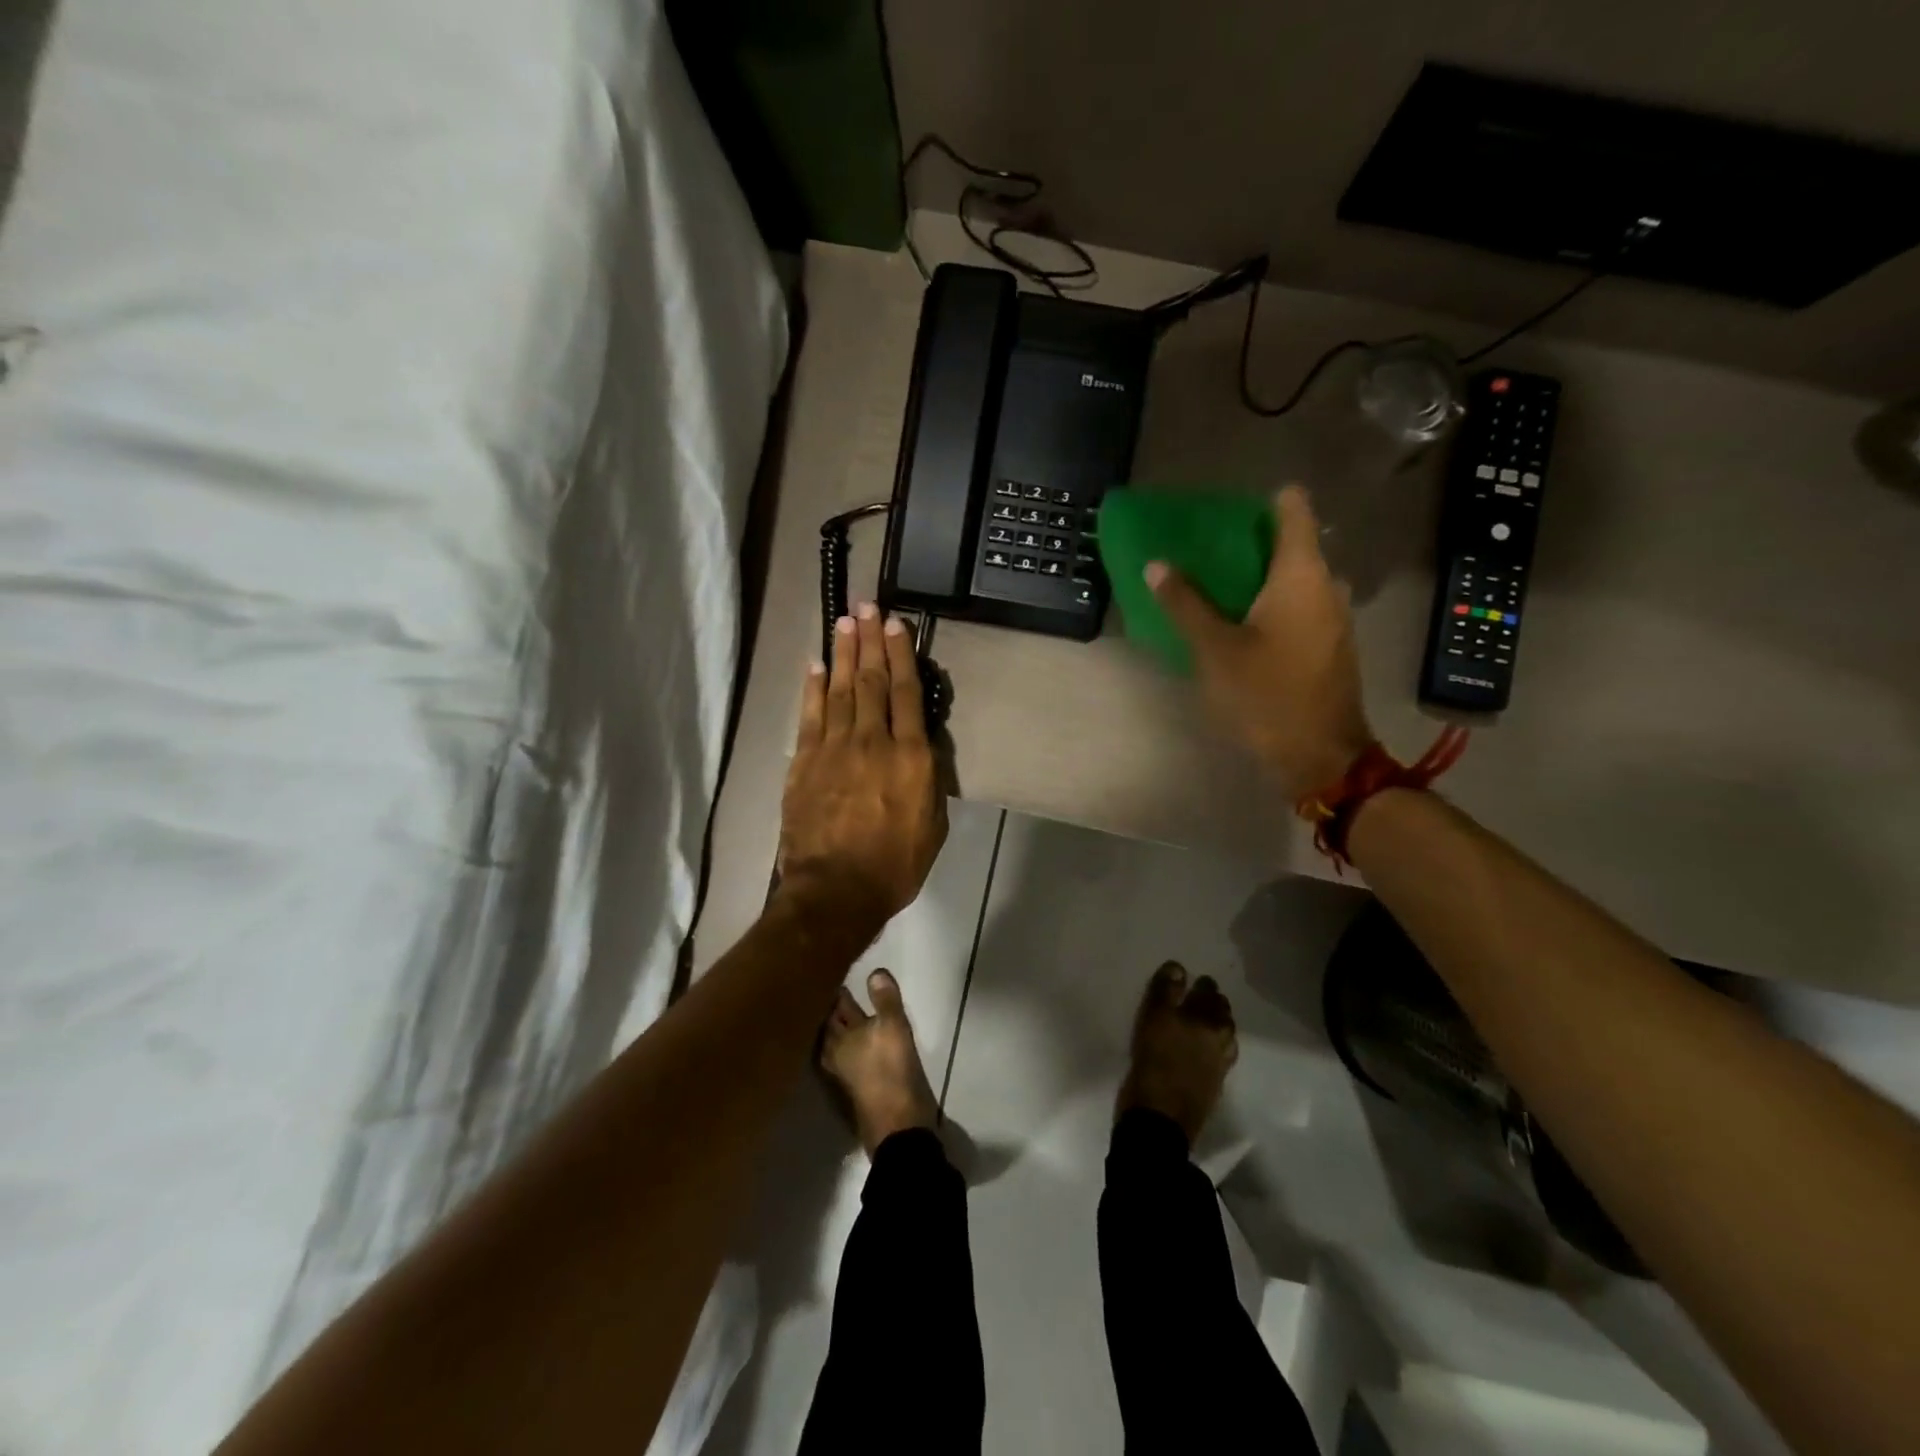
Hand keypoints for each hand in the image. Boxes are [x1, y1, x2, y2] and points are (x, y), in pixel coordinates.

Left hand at [779, 603, 946, 933]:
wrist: (835, 891)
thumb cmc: (894, 865)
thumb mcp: (932, 825)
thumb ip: (928, 780)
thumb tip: (921, 747)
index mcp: (910, 757)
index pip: (906, 693)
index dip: (901, 654)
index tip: (896, 624)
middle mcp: (872, 741)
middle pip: (872, 681)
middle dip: (870, 641)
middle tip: (867, 606)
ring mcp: (834, 748)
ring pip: (841, 689)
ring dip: (844, 653)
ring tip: (845, 622)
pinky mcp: (804, 762)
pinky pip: (810, 715)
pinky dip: (814, 687)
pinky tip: (817, 664)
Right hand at [1147, 485, 1372, 801]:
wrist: (1320, 757)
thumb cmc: (1266, 695)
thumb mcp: (1215, 649)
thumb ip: (1185, 603)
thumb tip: (1156, 564)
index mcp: (1302, 575)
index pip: (1294, 510)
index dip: (1266, 500)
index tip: (1231, 508)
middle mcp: (1327, 586)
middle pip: (1293, 545)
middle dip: (1252, 543)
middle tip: (1208, 551)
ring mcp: (1334, 617)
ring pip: (1296, 579)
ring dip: (1260, 578)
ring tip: (1218, 588)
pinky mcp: (1331, 645)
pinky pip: (1301, 606)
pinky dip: (1273, 605)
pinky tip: (1242, 625)